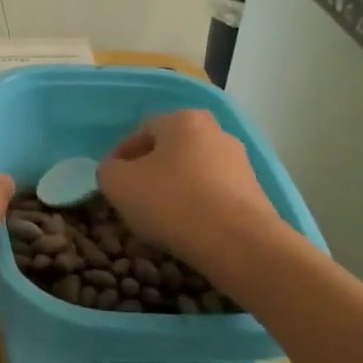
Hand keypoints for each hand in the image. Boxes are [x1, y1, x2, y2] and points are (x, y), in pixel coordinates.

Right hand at [97, 110, 278, 271]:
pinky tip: (187, 229)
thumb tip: (114, 169)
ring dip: (174, 190)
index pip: (142, 131)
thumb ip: (108, 170)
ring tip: (159, 219)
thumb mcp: (119, 184)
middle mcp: (215, 132)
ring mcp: (240, 162)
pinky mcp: (254, 192)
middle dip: (149, 172)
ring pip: (193, 172)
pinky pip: (213, 194)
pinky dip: (197, 206)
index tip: (112, 182)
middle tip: (133, 199)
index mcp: (183, 120)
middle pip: (170, 150)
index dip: (121, 157)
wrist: (238, 243)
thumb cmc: (172, 202)